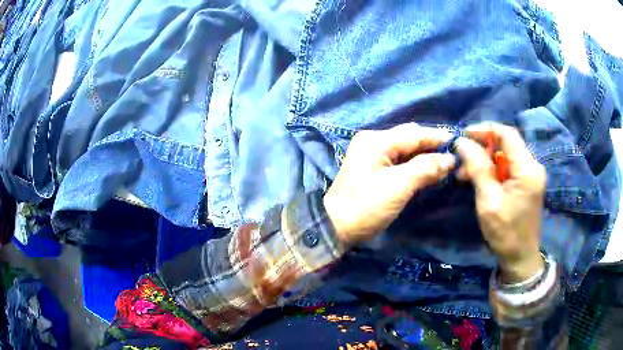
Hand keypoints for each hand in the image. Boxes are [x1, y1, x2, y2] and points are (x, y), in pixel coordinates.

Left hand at [324, 123, 455, 245]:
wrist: (335, 227)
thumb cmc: (366, 207)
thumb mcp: (398, 186)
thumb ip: (425, 168)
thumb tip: (449, 159)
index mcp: (377, 140)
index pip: (415, 133)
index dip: (439, 138)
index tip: (460, 145)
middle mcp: (373, 141)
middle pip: (410, 138)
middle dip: (432, 146)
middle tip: (454, 157)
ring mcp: (371, 154)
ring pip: (406, 149)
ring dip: (425, 156)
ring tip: (446, 164)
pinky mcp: (372, 167)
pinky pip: (399, 160)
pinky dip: (414, 164)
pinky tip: (427, 171)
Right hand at [455, 123, 545, 282]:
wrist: (520, 258)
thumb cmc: (505, 233)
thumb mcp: (489, 200)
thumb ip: (478, 168)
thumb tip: (462, 142)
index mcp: (527, 168)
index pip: (507, 134)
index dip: (484, 130)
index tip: (463, 135)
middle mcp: (532, 166)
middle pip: (506, 144)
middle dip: (482, 148)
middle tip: (461, 161)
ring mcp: (531, 174)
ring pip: (505, 155)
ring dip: (485, 161)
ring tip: (466, 175)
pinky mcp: (527, 183)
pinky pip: (508, 168)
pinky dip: (493, 170)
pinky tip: (480, 181)